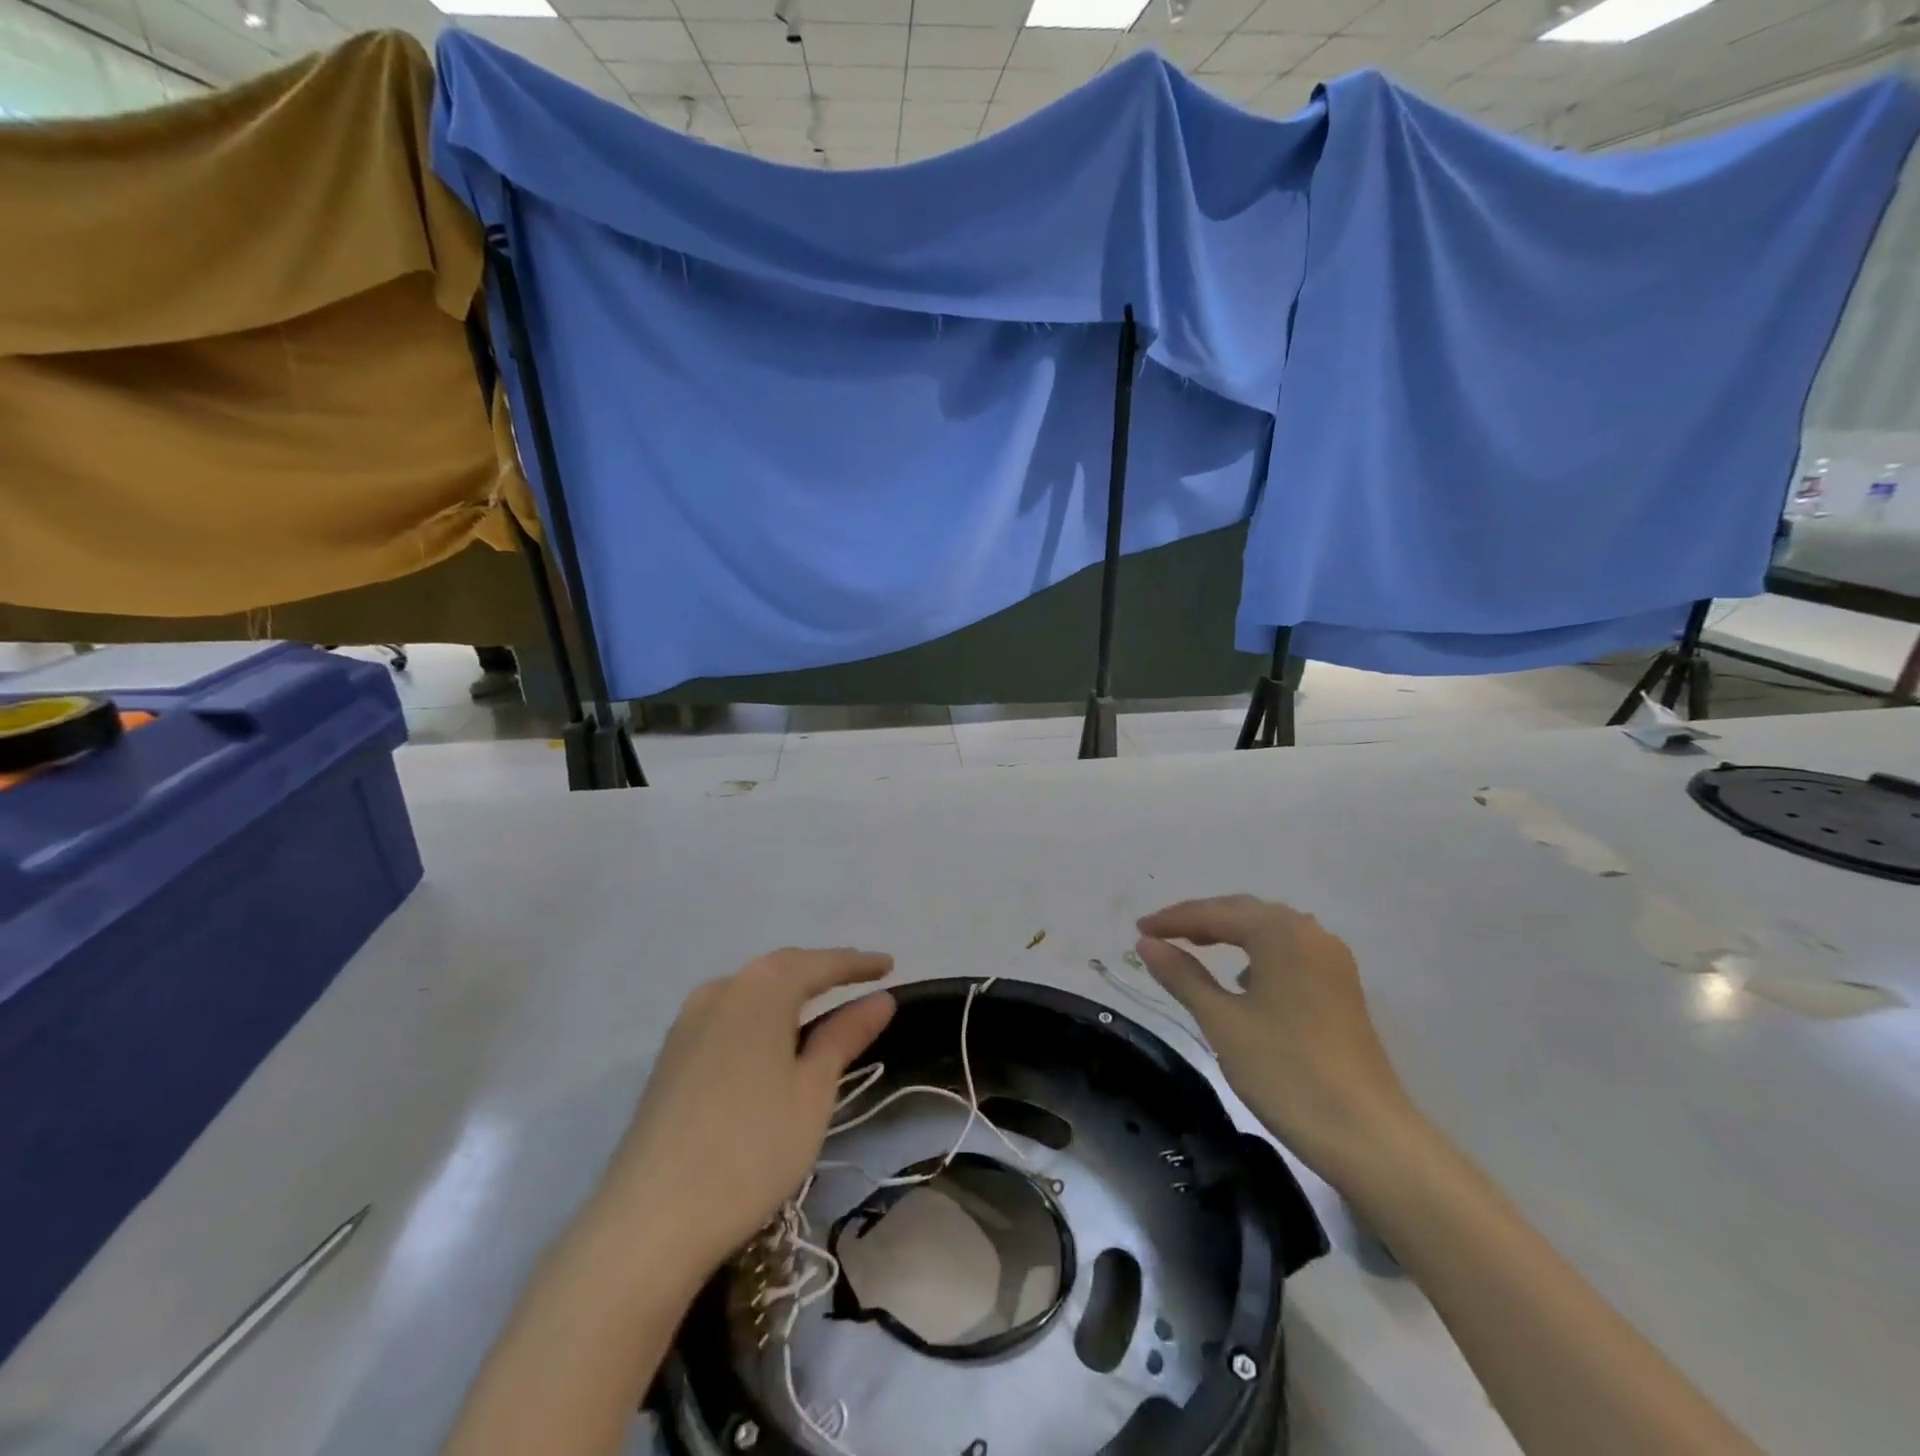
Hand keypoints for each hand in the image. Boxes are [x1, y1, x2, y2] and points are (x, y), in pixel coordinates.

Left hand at [593, 948, 895, 1275]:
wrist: (650, 1221)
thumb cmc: (750, 1149)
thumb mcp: (812, 1091)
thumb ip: (845, 1036)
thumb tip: (880, 999)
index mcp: (759, 991)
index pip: (819, 964)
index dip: (857, 963)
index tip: (890, 964)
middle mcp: (720, 990)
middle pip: (781, 969)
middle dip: (822, 970)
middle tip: (860, 977)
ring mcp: (688, 1022)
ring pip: (751, 990)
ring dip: (788, 990)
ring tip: (821, 1002)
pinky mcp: (670, 1056)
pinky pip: (728, 1014)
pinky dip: (760, 1014)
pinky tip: (770, 1037)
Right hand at [1135, 896, 1418, 1190]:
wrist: (1368, 1136)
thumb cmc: (1286, 1072)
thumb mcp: (1222, 1022)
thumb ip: (1182, 976)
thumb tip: (1146, 944)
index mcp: (1280, 933)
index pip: (1214, 914)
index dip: (1172, 920)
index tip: (1138, 930)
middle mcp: (1310, 933)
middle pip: (1244, 913)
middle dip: (1199, 920)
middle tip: (1158, 935)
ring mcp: (1331, 960)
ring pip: (1268, 931)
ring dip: (1229, 933)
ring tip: (1193, 947)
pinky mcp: (1341, 987)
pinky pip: (1288, 952)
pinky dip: (1256, 953)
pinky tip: (1242, 979)